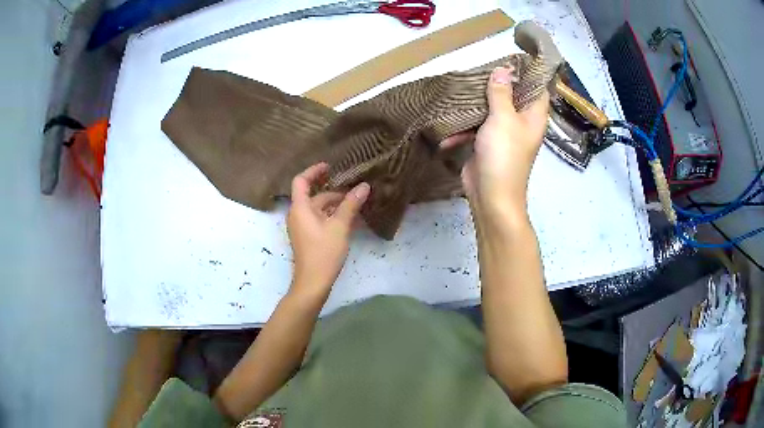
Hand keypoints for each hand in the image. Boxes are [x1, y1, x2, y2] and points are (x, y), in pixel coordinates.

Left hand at [287, 163, 370, 300]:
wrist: (313, 282)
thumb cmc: (324, 252)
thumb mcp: (340, 226)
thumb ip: (351, 204)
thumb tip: (364, 186)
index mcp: (300, 208)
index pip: (301, 181)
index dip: (314, 171)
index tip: (330, 167)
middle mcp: (298, 215)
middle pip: (314, 196)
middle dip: (334, 192)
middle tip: (355, 190)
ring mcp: (302, 227)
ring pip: (318, 209)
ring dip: (336, 205)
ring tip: (357, 204)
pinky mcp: (307, 237)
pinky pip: (319, 220)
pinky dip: (332, 217)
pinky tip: (350, 220)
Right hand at [441, 66, 548, 216]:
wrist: (491, 195)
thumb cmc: (504, 155)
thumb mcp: (503, 118)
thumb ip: (501, 92)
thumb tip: (503, 69)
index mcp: (533, 116)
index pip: (537, 89)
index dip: (528, 74)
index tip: (511, 59)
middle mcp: (520, 123)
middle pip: (511, 96)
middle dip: (495, 84)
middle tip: (479, 69)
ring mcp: (503, 134)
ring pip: (491, 110)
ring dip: (476, 103)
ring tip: (460, 89)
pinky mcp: (486, 144)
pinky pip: (476, 128)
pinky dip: (464, 129)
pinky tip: (449, 129)